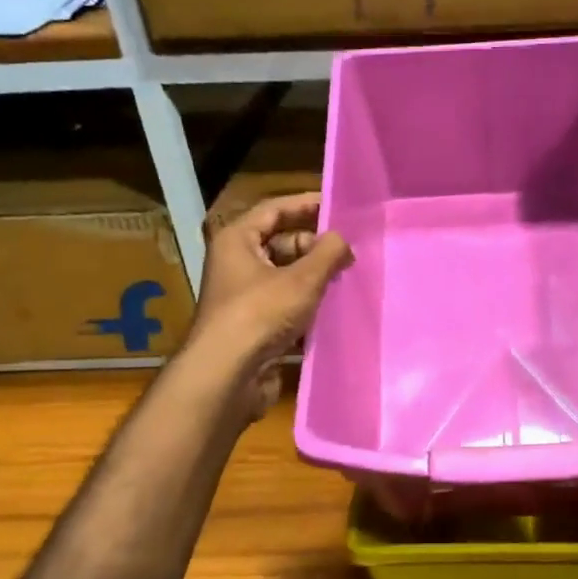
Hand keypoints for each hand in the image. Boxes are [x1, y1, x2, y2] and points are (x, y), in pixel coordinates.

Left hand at [187, 193, 351, 417]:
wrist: (228, 375)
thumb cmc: (260, 314)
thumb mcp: (302, 279)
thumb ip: (327, 253)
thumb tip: (343, 239)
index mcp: (238, 240)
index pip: (274, 209)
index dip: (306, 204)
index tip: (338, 207)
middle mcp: (237, 263)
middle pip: (281, 242)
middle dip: (315, 246)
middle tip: (349, 252)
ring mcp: (244, 296)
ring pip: (286, 275)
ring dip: (315, 277)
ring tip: (348, 278)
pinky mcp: (254, 325)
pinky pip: (285, 304)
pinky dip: (307, 304)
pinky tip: (334, 308)